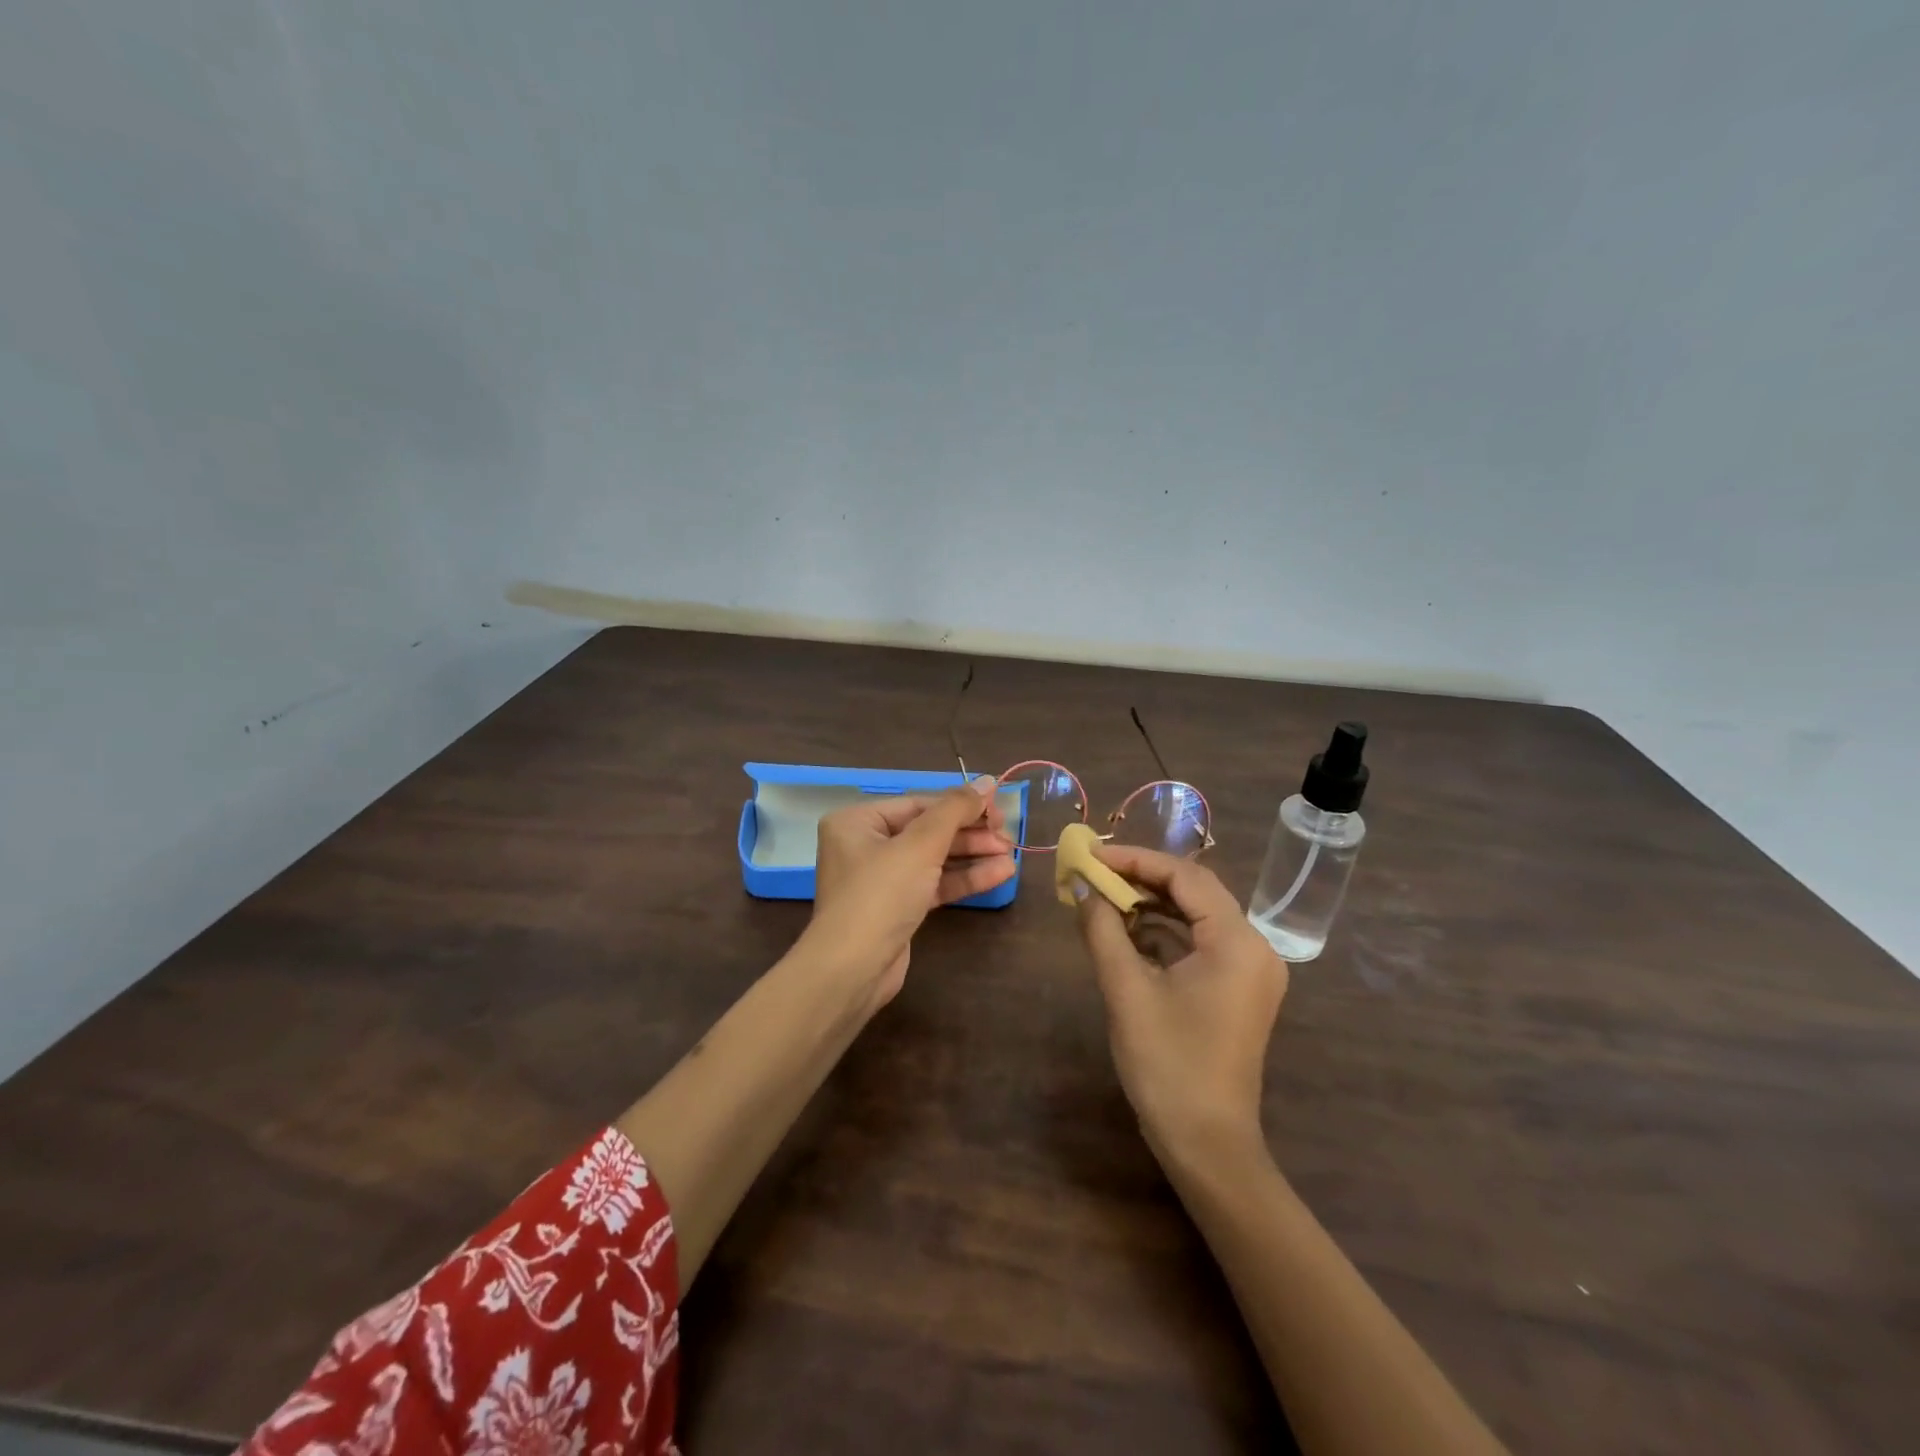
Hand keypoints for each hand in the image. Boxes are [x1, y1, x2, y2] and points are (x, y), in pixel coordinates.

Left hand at [804, 777, 1014, 1005]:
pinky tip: (999, 875)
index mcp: (858, 821)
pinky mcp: (897, 907)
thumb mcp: (920, 845)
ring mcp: (881, 879)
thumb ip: (955, 810)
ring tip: (1011, 855)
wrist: (853, 970)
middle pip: (928, 831)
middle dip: (969, 834)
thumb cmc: (880, 895)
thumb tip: (987, 781)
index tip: (998, 809)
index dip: (961, 805)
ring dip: (972, 856)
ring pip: (934, 858)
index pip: (918, 804)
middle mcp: (866, 845)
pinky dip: (963, 879)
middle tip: (1007, 836)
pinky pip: (934, 884)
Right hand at [1075, 843, 1288, 1158]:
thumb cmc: (1167, 1065)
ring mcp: (1249, 970)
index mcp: (1237, 942)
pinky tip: (1125, 934)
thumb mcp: (1126, 990)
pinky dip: (1163, 934)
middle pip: (1194, 891)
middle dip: (1142, 879)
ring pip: (1196, 916)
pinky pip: (1200, 943)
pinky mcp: (1237, 989)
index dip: (1135, 860)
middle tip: (1094, 873)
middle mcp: (1254, 948)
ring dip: (1151, 905)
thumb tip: (1081, 885)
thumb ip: (1102, 929)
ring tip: (1103, 900)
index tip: (1091, 855)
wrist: (1207, 1145)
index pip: (1186, 876)